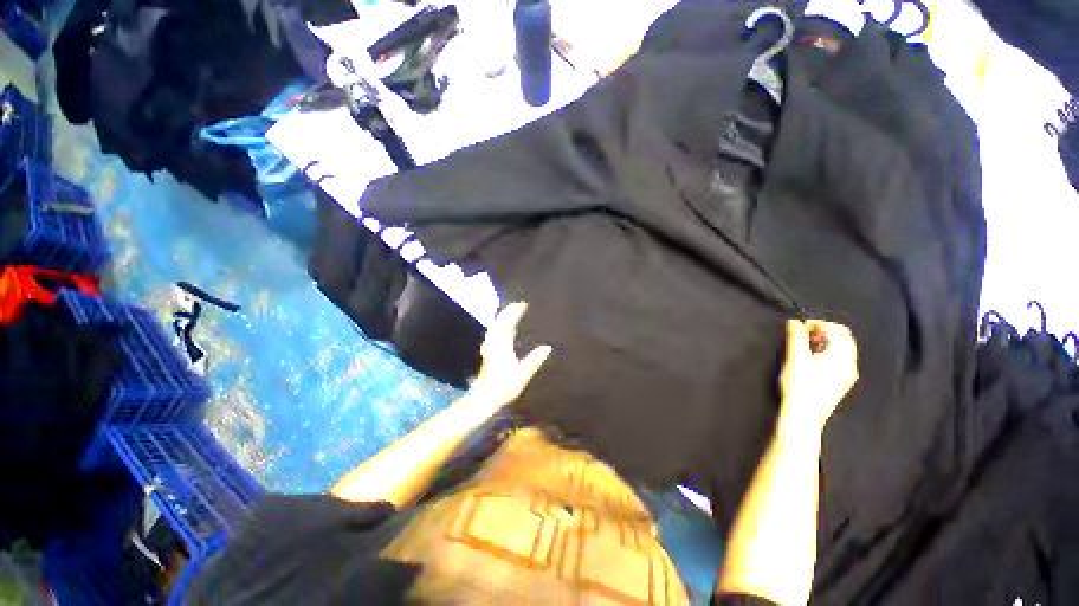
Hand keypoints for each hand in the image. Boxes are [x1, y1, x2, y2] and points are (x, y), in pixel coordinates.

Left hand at [466, 302, 551, 410]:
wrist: (483, 398)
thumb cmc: (504, 386)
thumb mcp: (522, 374)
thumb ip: (534, 360)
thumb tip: (547, 347)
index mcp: (502, 344)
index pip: (508, 322)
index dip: (515, 312)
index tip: (523, 304)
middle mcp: (494, 343)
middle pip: (499, 322)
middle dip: (508, 311)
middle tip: (518, 304)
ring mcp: (489, 347)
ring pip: (494, 327)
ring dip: (501, 317)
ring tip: (510, 312)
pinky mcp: (487, 353)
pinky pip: (492, 333)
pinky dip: (498, 326)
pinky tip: (500, 330)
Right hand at [778, 319, 858, 434]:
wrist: (804, 416)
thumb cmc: (799, 386)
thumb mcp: (794, 359)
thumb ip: (795, 338)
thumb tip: (794, 322)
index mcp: (841, 356)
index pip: (837, 329)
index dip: (818, 323)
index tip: (800, 326)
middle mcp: (849, 363)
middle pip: (843, 337)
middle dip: (824, 331)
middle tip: (804, 333)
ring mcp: (847, 374)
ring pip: (843, 348)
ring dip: (826, 341)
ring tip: (806, 345)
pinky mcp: (842, 381)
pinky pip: (841, 359)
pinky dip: (829, 352)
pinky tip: (813, 358)